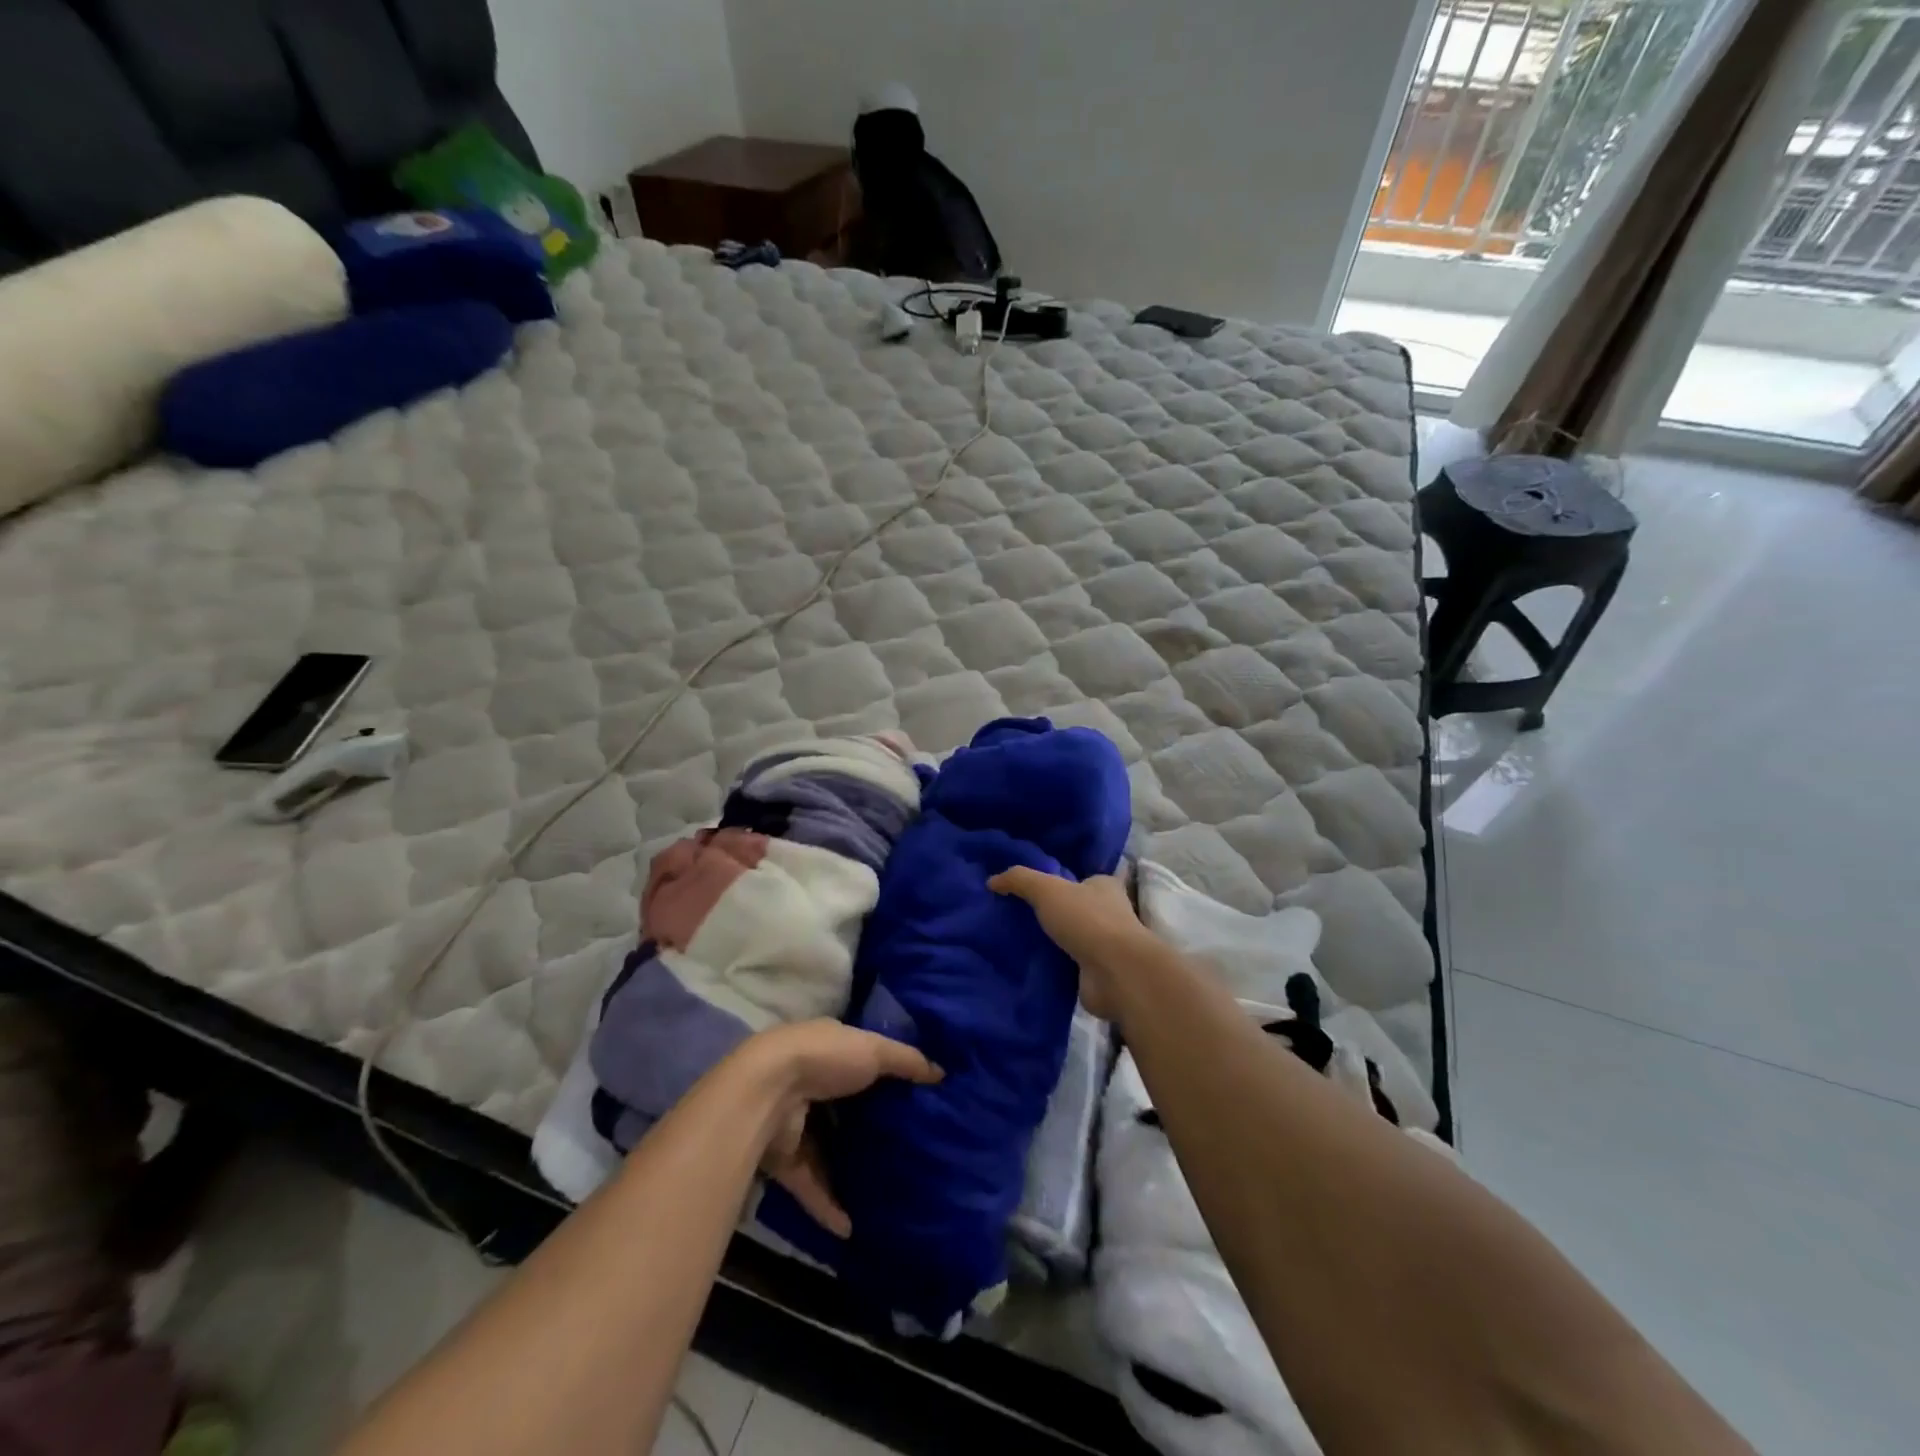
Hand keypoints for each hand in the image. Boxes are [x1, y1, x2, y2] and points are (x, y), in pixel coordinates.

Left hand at [735, 1021, 941, 1237]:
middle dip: (869, 1127)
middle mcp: (808, 1082)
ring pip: (827, 1149)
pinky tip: (851, 1226)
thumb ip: (906, 1061)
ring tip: (884, 1191)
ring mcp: (794, 1122)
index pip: (859, 1061)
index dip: (884, 1076)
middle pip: (844, 1108)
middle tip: (906, 1149)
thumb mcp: (873, 1049)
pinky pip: (810, 1186)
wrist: (766, 1093)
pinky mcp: (784, 1160)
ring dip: (849, 1170)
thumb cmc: (824, 1059)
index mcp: (827, 1049)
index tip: (914, 1098)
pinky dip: (828, 1205)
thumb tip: (942, 1072)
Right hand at [987, 867, 1154, 1018]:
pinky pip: (1069, 966)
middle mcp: (1109, 914)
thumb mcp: (1047, 889)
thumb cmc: (1087, 921)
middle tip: (1017, 917)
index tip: (1031, 891)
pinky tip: (1030, 967)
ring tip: (1017, 942)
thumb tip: (992, 880)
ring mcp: (1106, 946)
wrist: (1115, 973)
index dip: (1059, 883)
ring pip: (1072, 939)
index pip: (1081, 879)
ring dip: (1052, 943)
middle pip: (1075, 909)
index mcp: (1104, 887)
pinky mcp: (1098, 974)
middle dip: (1052, 914)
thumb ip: (1019, 880)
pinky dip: (1054, 967)